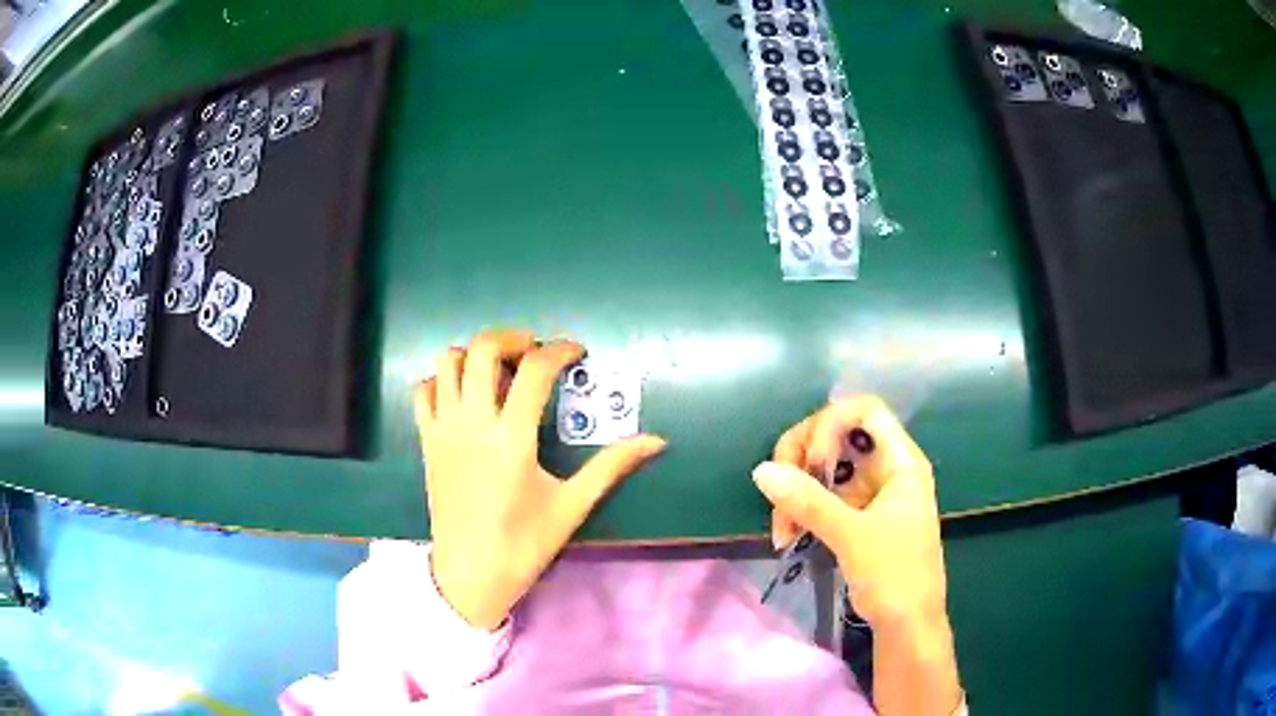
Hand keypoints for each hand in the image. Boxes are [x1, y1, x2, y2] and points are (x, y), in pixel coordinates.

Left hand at [415, 329, 665, 630]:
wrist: (469, 575)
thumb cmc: (523, 544)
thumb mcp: (572, 505)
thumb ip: (612, 466)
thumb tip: (656, 441)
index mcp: (511, 438)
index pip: (534, 369)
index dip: (560, 350)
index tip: (577, 351)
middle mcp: (472, 422)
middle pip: (483, 349)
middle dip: (514, 338)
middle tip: (535, 353)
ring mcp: (443, 429)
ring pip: (448, 361)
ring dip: (476, 354)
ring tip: (500, 373)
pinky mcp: (426, 441)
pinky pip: (424, 390)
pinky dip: (443, 379)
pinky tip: (465, 395)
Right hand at [752, 395, 945, 630]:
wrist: (908, 627)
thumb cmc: (895, 577)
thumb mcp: (853, 537)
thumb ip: (809, 502)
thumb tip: (760, 470)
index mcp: (901, 461)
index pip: (864, 411)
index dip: (831, 424)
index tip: (812, 462)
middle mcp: (886, 468)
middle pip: (836, 435)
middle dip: (802, 459)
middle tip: (780, 492)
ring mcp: (870, 492)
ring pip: (824, 468)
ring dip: (796, 490)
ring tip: (782, 530)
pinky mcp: (857, 516)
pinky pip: (823, 496)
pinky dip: (802, 510)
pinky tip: (788, 536)